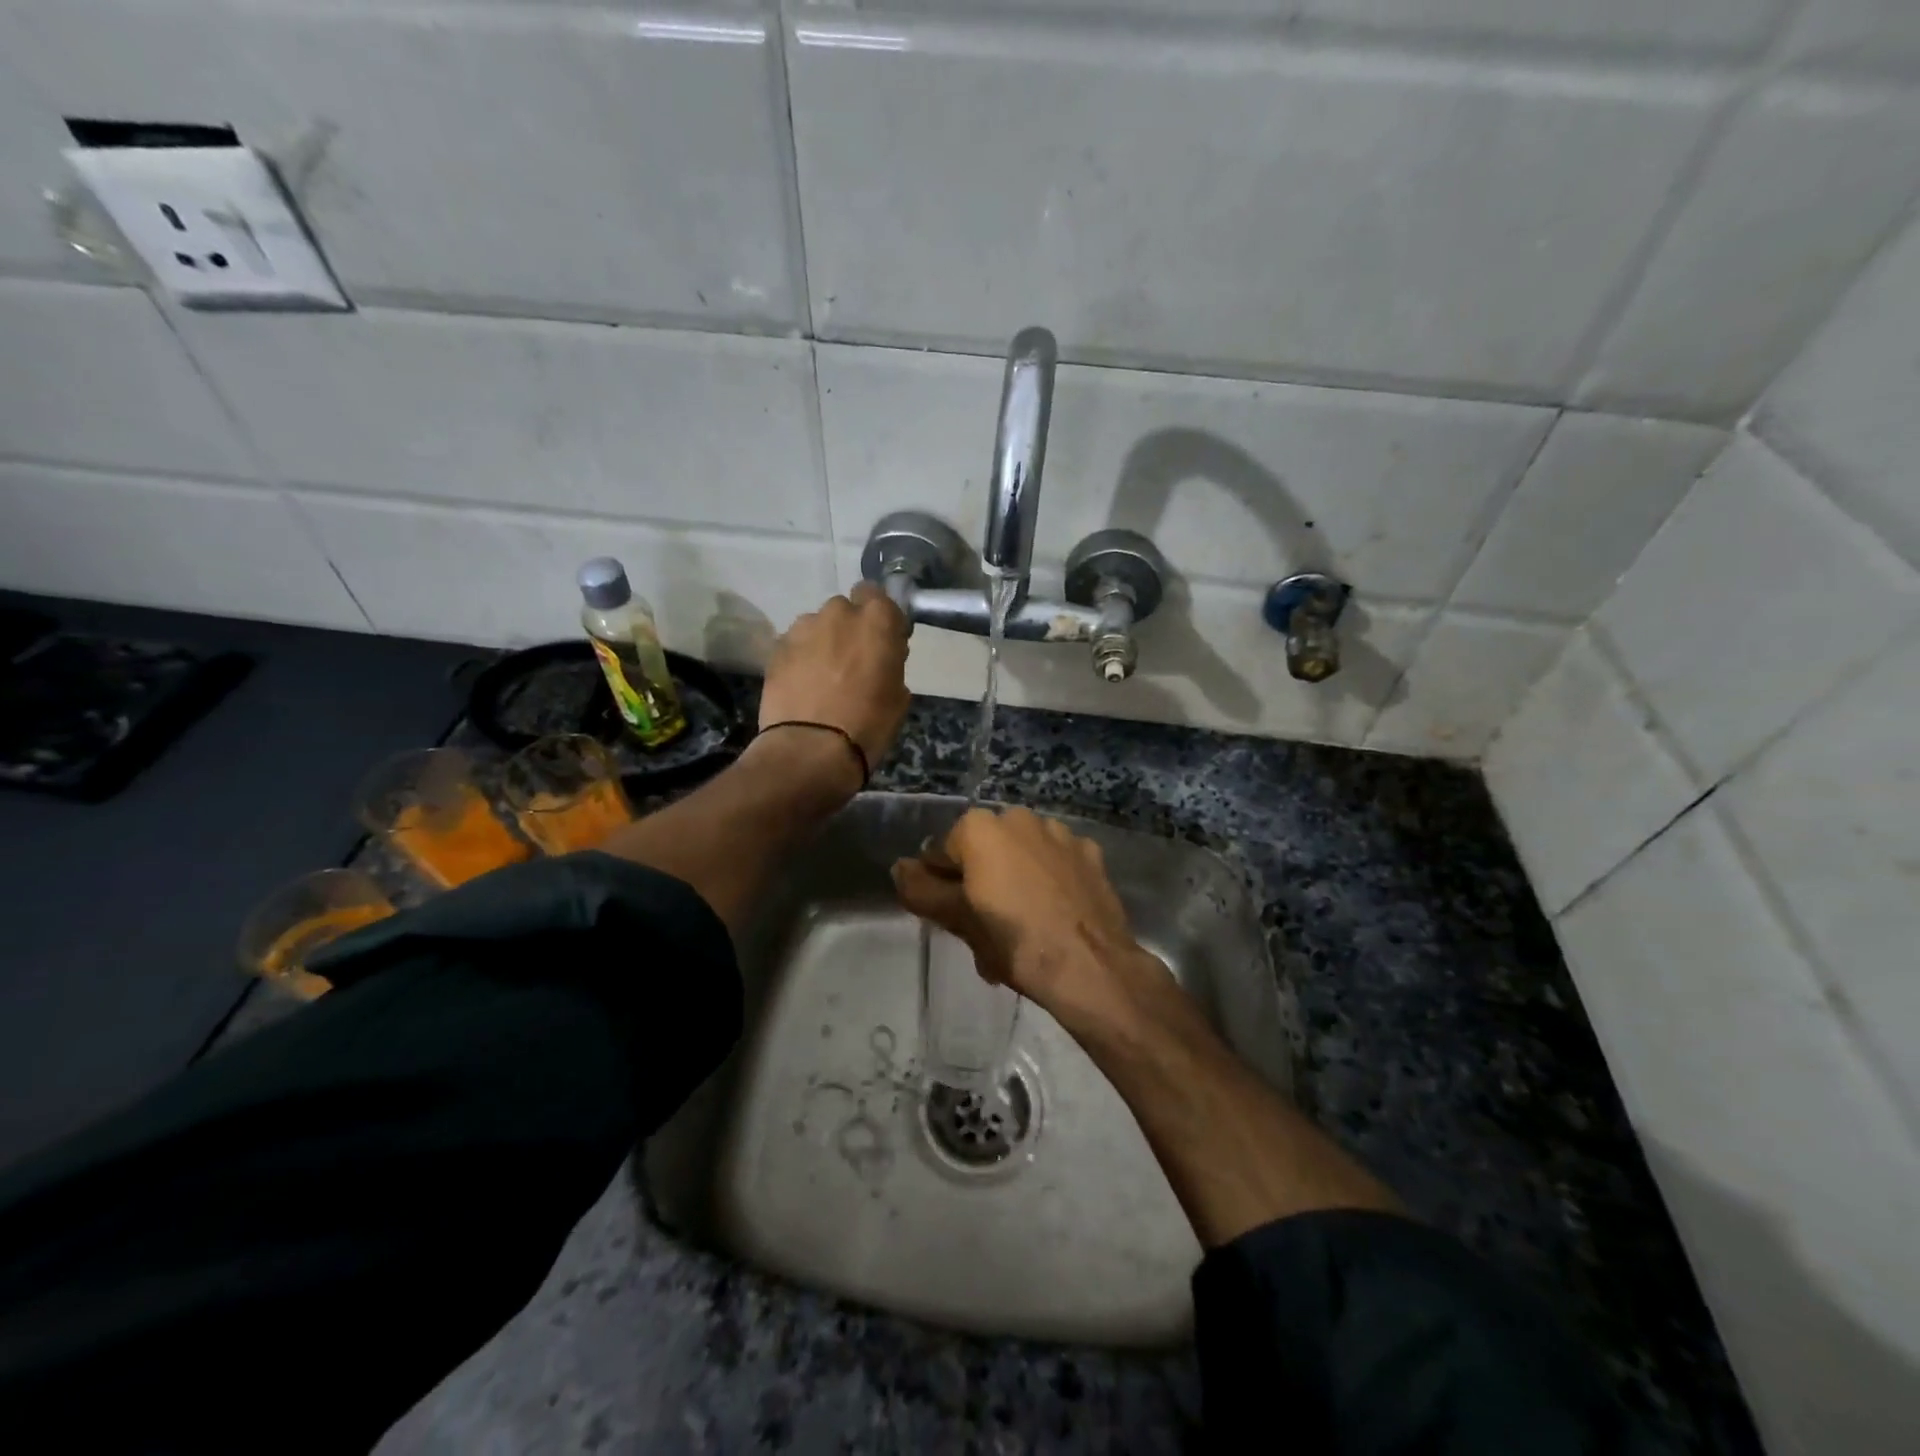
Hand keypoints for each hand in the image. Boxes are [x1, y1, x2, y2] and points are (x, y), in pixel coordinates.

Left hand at [759, 582, 910, 783]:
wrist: (809, 750)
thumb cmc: (867, 725)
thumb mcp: (898, 697)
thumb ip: (891, 664)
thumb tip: (883, 658)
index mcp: (876, 621)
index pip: (878, 595)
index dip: (880, 617)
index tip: (884, 641)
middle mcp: (838, 614)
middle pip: (845, 609)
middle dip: (849, 628)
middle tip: (853, 661)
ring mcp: (802, 629)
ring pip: (817, 626)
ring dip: (823, 642)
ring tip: (823, 677)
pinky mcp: (776, 649)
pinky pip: (795, 645)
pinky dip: (801, 659)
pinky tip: (803, 686)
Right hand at [892, 806, 1156, 1021]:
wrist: (1089, 965)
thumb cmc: (1013, 942)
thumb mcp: (957, 920)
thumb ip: (922, 890)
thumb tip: (900, 867)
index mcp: (980, 827)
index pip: (944, 853)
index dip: (944, 886)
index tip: (955, 919)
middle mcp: (1019, 817)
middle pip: (986, 851)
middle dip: (982, 882)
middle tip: (986, 928)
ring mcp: (1061, 833)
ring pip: (1023, 855)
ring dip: (1016, 880)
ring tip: (1022, 928)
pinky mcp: (1091, 853)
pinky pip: (1057, 863)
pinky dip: (1051, 881)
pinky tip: (1055, 915)